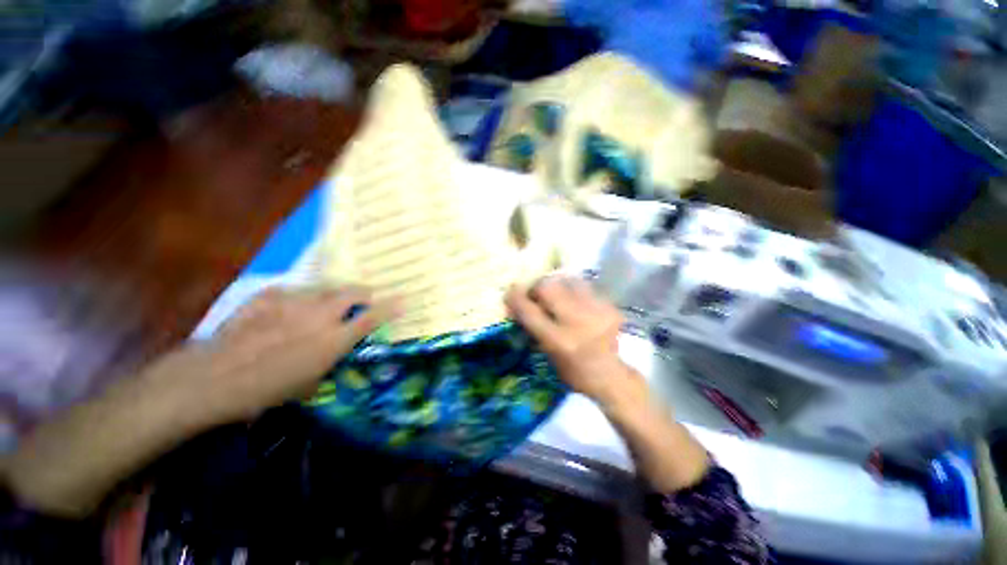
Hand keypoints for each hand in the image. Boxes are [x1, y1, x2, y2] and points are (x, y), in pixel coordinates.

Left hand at [169, 286, 394, 422]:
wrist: (214, 377)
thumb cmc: (265, 390)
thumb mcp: (308, 384)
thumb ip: (329, 362)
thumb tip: (334, 353)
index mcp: (333, 339)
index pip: (372, 317)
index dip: (391, 306)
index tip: (403, 299)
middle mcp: (321, 315)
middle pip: (353, 292)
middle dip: (364, 292)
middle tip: (365, 296)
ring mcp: (294, 301)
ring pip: (325, 287)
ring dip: (333, 294)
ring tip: (328, 301)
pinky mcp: (270, 295)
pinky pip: (294, 290)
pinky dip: (299, 297)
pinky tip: (289, 307)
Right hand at [505, 277, 638, 404]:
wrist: (611, 377)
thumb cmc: (573, 371)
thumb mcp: (547, 353)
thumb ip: (533, 326)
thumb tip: (518, 303)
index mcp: (558, 341)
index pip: (529, 310)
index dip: (515, 297)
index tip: (510, 291)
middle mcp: (577, 322)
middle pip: (548, 286)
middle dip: (537, 286)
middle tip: (537, 293)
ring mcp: (597, 311)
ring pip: (567, 280)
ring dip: (557, 285)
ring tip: (557, 294)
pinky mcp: (610, 306)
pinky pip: (585, 287)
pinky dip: (574, 291)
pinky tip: (576, 302)